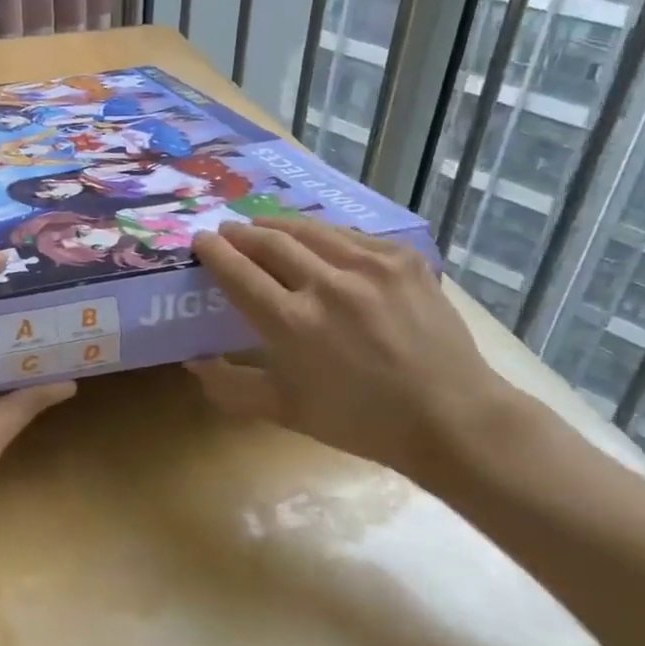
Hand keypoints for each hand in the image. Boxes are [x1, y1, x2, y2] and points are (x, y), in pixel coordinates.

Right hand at [185, 217, 516, 486]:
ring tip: (262, 225)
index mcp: (294, 325)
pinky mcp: (402, 259)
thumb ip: (232, 386)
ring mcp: (369, 267)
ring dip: (277, 225)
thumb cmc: (361, 420)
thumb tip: (193, 362)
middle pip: (270, 242)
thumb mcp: (287, 410)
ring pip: (309, 229)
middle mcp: (327, 286)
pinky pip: (349, 235)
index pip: (239, 273)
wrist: (451, 416)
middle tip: (227, 230)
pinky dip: (322, 234)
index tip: (201, 240)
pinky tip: (316, 239)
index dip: (215, 252)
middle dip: (241, 232)